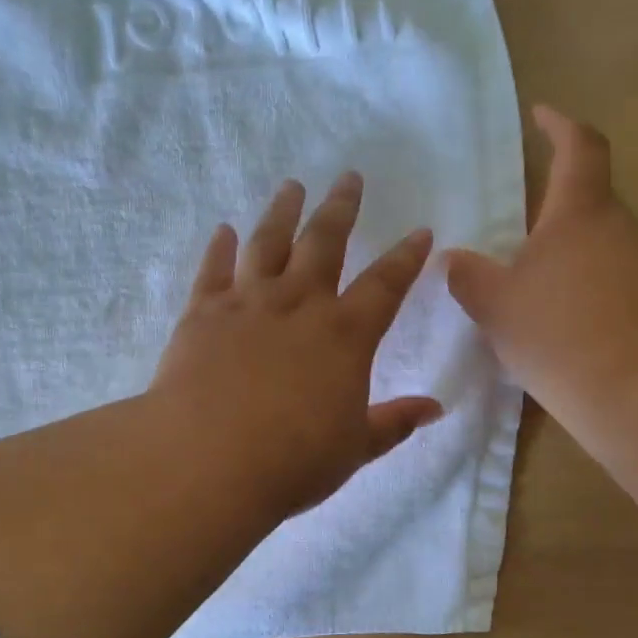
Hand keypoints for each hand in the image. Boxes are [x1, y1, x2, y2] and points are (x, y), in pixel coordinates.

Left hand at [151, 173, 442, 518]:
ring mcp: (247, 303)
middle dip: (341, 208)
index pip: (385, 284)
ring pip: (268, 242)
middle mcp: (299, 305)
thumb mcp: (355, 448)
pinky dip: (219, 248)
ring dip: (282, 212)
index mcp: (345, 335)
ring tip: (292, 186)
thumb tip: (435, 408)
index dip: (406, 257)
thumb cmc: (292, 460)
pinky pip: (213, 270)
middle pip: (324, 242)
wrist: (208, 460)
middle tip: (348, 177)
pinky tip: (224, 231)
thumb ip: (394, 423)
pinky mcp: (202, 313)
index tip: (420, 232)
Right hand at [445, 104, 637, 416]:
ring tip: (529, 287)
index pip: (579, 147)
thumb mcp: (497, 305)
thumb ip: (470, 277)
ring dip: (567, 256)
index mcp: (580, 212)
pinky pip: (613, 282)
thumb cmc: (559, 332)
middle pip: (588, 201)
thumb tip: (453, 259)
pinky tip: (560, 325)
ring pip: (600, 245)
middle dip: (554, 208)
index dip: (560, 125)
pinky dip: (584, 290)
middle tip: (515, 230)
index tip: (542, 114)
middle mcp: (621, 229)